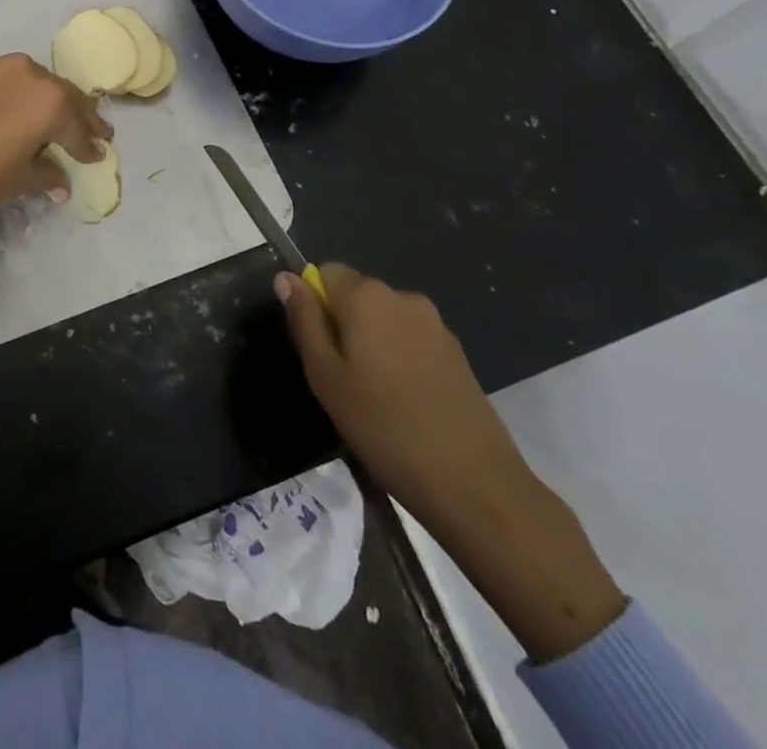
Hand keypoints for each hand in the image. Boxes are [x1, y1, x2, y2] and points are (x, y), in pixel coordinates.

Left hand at [0, 55, 111, 230]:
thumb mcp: (18, 181)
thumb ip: (48, 174)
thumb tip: (63, 180)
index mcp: (49, 102)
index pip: (78, 126)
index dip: (89, 145)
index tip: (99, 153)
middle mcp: (29, 73)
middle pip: (63, 95)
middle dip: (78, 116)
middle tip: (94, 132)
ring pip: (36, 81)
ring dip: (48, 100)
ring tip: (55, 119)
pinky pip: (7, 77)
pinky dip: (19, 92)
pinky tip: (17, 108)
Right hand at [278, 265, 624, 661]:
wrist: (481, 493)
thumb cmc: (387, 433)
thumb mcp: (326, 380)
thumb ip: (303, 322)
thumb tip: (285, 280)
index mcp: (372, 298)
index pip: (325, 274)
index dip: (311, 305)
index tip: (312, 347)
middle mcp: (408, 300)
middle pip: (355, 296)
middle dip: (340, 326)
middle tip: (336, 383)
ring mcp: (439, 330)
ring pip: (382, 323)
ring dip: (368, 350)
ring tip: (368, 407)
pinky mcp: (460, 359)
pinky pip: (410, 344)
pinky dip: (396, 367)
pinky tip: (401, 415)